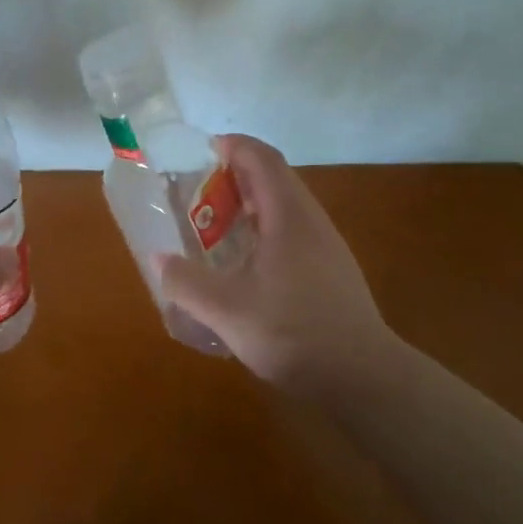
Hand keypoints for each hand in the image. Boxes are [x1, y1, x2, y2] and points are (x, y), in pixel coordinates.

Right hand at [156, 135, 397, 393]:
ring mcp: (325, 246)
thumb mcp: (226, 310)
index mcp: (289, 215)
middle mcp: (311, 220)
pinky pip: (292, 233)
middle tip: (196, 194)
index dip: (232, 146)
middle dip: (234, 177)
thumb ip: (186, 282)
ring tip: (214, 228)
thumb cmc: (293, 332)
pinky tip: (244, 266)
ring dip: (248, 207)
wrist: (363, 377)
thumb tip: (159, 259)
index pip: (261, 158)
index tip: (200, 152)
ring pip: (284, 208)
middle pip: (273, 178)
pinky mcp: (330, 270)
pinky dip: (263, 232)